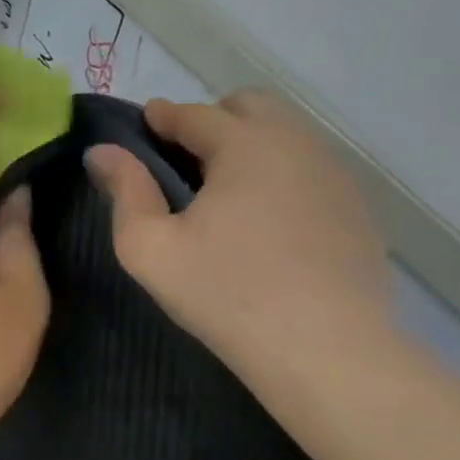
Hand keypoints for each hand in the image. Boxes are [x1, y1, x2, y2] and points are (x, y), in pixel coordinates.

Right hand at [84, 91, 393, 386]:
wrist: (327, 352)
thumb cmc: (226, 294)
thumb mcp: (149, 248)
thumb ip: (124, 191)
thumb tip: (101, 151)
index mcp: (244, 145)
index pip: (195, 113)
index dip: (164, 116)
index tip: (145, 123)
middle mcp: (296, 144)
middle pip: (250, 106)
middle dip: (212, 119)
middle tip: (185, 159)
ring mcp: (335, 174)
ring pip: (285, 134)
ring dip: (250, 144)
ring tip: (225, 190)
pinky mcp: (357, 207)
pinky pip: (310, 168)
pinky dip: (281, 173)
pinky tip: (268, 219)